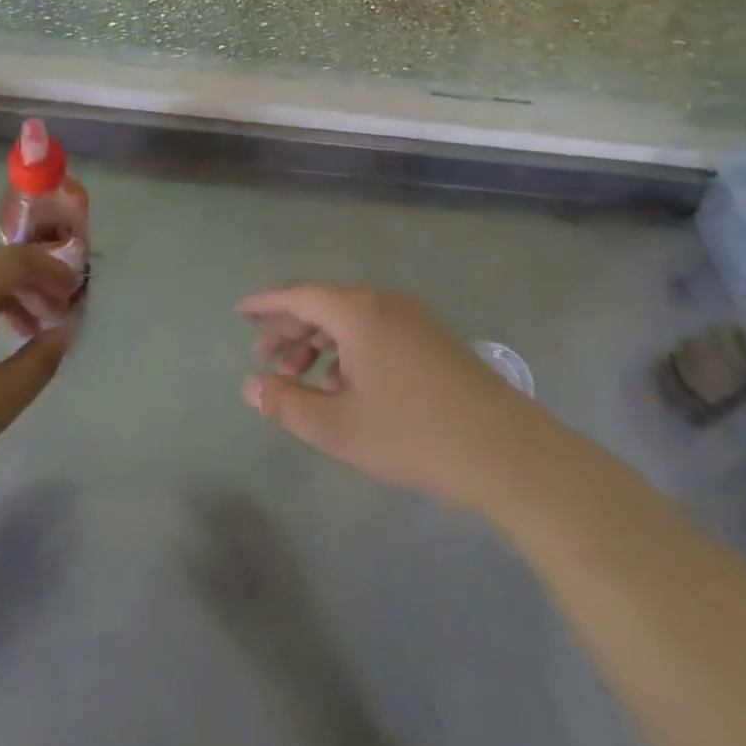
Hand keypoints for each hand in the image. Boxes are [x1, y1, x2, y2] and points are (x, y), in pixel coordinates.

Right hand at [238, 284, 544, 509]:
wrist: (505, 450)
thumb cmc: (413, 435)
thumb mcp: (339, 427)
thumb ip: (288, 404)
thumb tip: (251, 385)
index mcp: (358, 311)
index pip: (299, 295)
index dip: (266, 303)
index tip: (240, 312)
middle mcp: (384, 301)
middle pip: (324, 303)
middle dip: (290, 327)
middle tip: (264, 357)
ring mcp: (413, 317)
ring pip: (352, 318)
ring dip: (320, 341)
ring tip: (299, 376)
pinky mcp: (433, 338)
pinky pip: (376, 329)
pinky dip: (349, 348)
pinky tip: (344, 383)